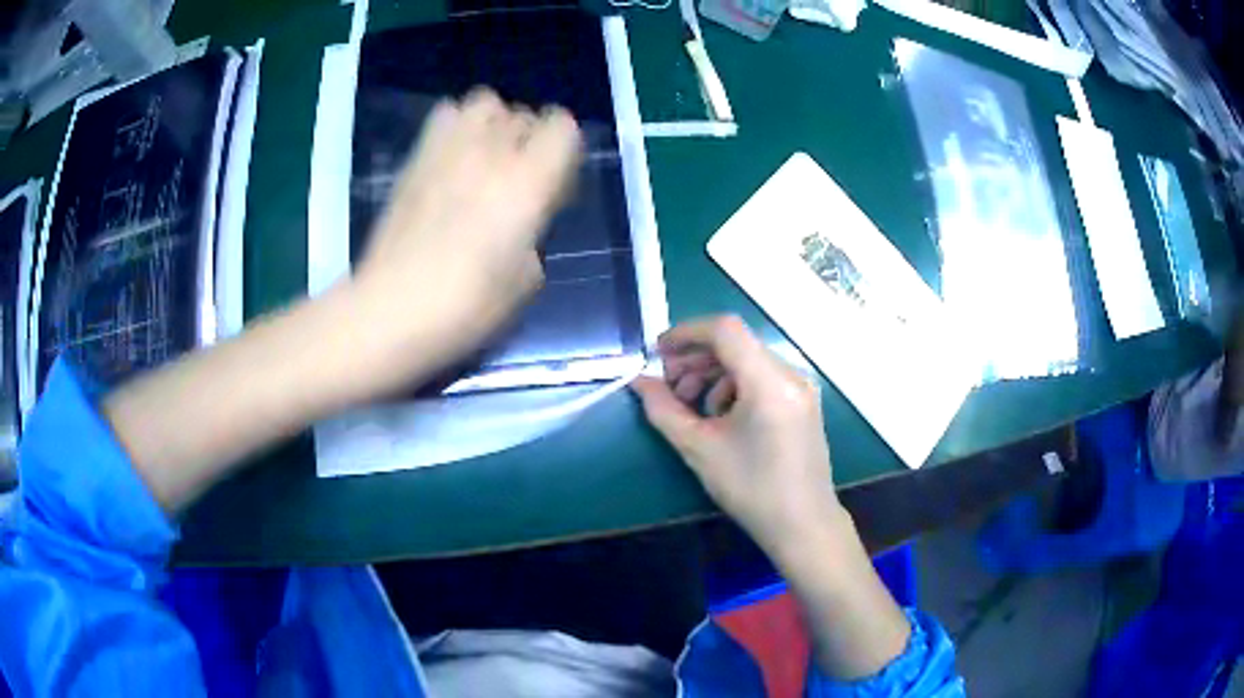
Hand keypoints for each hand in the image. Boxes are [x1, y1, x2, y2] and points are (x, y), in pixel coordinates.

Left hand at [350, 88, 581, 390]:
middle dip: (529, 139)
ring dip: (494, 123)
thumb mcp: (526, 281)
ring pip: (486, 102)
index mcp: (529, 182)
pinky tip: (452, 159)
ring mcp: (449, 149)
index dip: (564, 147)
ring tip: (485, 157)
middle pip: (524, 114)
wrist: (392, 308)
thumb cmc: (467, 305)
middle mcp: (493, 152)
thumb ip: (532, 236)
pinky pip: (445, 114)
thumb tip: (520, 224)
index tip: (554, 181)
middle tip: (517, 177)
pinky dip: (456, 126)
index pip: (563, 126)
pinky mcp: (415, 158)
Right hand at [631, 316, 840, 557]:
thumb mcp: (699, 449)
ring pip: (747, 359)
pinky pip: (762, 376)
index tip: (658, 354)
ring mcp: (800, 386)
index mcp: (769, 382)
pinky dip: (734, 384)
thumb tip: (639, 382)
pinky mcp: (802, 400)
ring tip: (689, 404)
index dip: (686, 333)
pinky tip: (719, 414)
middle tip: (667, 384)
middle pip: (735, 343)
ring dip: (712, 372)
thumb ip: (664, 409)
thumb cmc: (751, 489)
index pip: (724, 330)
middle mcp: (790, 374)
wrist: (802, 524)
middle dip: (695, 357)